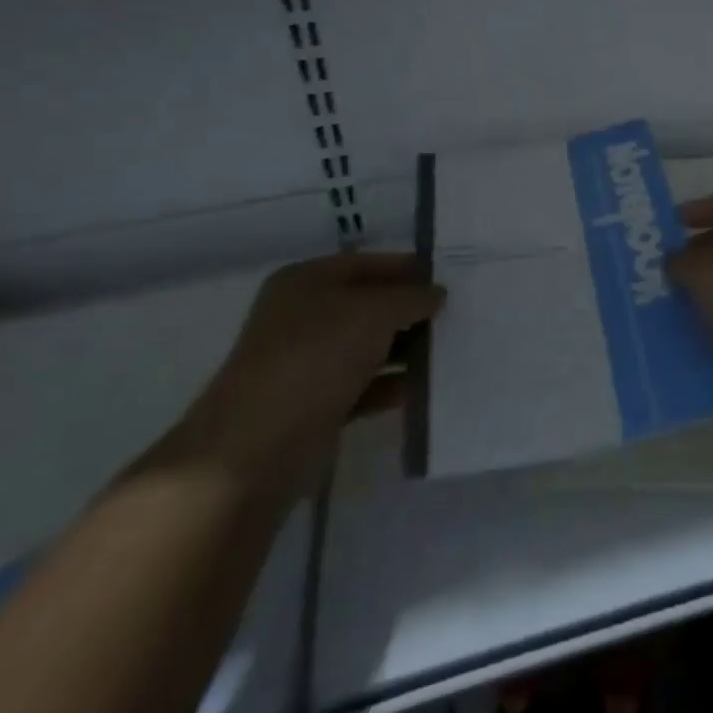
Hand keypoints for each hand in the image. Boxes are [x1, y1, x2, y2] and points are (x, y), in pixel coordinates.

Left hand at [157, 254, 443, 498]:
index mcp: (306, 281)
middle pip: (368, 305)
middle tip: (456, 315)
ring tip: (448, 351)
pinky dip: (389, 387)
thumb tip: (436, 294)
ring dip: (404, 350)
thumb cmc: (315, 356)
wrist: (255, 449)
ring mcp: (306, 363)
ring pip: (367, 347)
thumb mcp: (374, 311)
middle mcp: (303, 317)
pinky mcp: (313, 406)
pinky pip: (362, 387)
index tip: (449, 279)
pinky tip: (423, 389)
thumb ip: (411, 297)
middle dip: (409, 311)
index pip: (368, 263)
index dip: (408, 269)